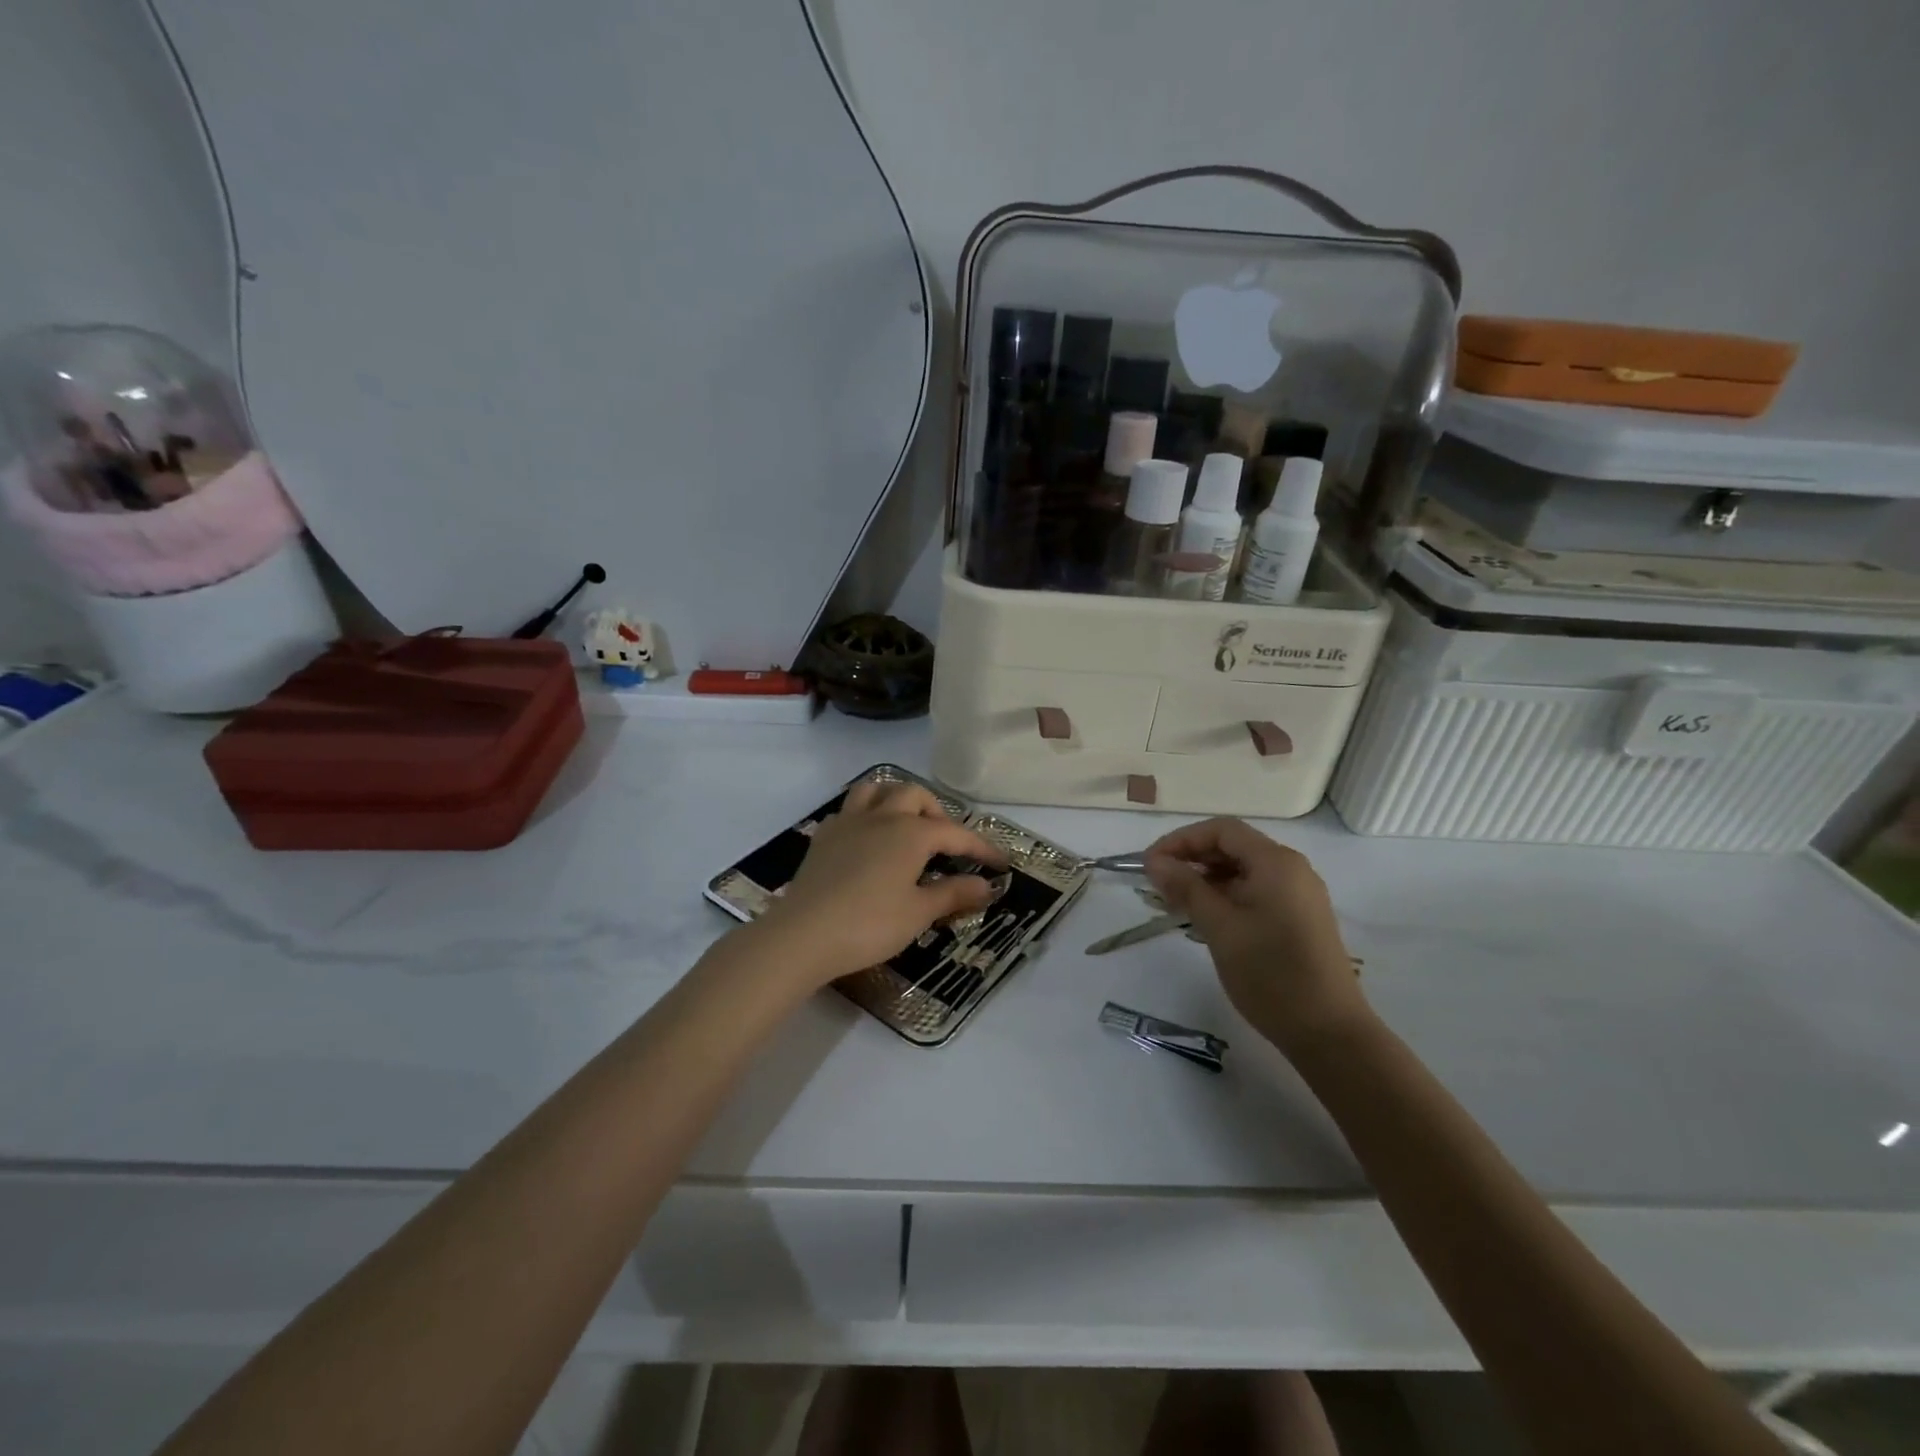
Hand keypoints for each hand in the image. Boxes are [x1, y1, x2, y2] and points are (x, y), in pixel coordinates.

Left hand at [754, 781, 1006, 987]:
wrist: (803, 935)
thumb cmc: (869, 924)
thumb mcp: (918, 913)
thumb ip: (954, 894)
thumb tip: (987, 886)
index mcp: (911, 833)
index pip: (956, 833)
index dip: (981, 847)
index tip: (1000, 864)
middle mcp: (882, 817)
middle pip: (915, 795)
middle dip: (937, 813)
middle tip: (947, 844)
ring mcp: (848, 823)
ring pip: (877, 790)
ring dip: (897, 800)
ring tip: (906, 826)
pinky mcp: (823, 837)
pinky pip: (850, 811)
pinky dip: (867, 816)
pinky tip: (868, 840)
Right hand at [1144, 818, 1368, 1056]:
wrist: (1329, 1033)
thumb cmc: (1270, 974)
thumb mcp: (1219, 928)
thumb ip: (1186, 888)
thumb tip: (1154, 861)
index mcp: (1276, 862)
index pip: (1221, 830)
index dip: (1181, 840)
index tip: (1150, 864)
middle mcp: (1292, 869)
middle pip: (1233, 846)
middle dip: (1192, 858)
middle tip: (1158, 884)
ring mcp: (1299, 894)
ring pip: (1244, 870)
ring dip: (1207, 879)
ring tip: (1176, 903)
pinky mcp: (1300, 918)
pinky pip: (1257, 891)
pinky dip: (1227, 896)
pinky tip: (1206, 918)